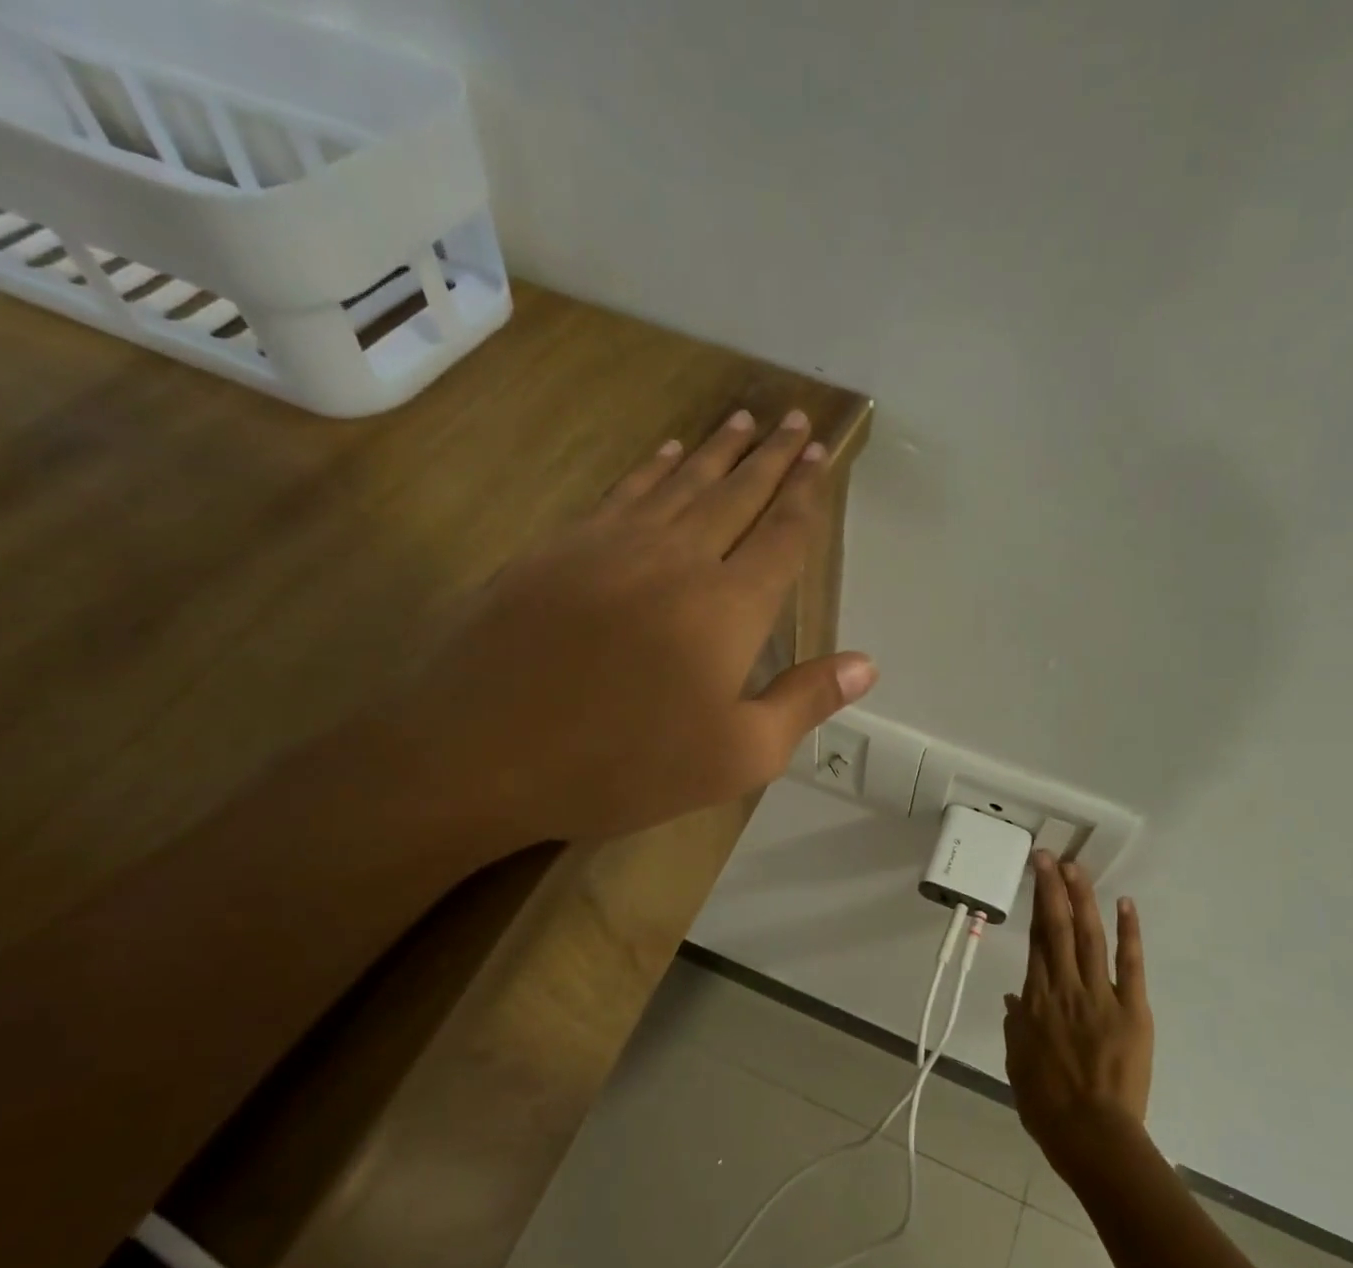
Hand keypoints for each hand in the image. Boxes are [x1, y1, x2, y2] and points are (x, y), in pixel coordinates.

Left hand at [379, 407, 875, 851]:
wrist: (485, 752)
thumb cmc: (624, 764)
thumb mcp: (737, 756)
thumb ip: (804, 702)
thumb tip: (867, 665)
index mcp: (729, 607)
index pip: (781, 536)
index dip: (805, 493)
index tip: (820, 453)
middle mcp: (679, 558)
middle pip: (736, 494)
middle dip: (770, 456)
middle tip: (794, 418)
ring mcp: (614, 545)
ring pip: (680, 482)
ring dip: (716, 450)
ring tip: (743, 420)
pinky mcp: (561, 549)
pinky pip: (621, 492)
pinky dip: (651, 468)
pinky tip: (664, 452)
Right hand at [1003, 853, 1152, 1170]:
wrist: (1093, 1136)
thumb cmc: (1048, 1105)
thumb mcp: (1018, 1063)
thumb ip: (1016, 1026)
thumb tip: (1014, 998)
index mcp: (1035, 1000)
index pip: (1035, 940)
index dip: (1035, 904)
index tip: (1037, 876)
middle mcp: (1064, 988)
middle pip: (1056, 927)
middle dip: (1053, 887)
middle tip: (1050, 855)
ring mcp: (1099, 995)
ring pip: (1088, 936)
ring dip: (1082, 899)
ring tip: (1076, 868)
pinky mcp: (1132, 1009)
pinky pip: (1129, 965)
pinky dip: (1128, 933)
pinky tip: (1125, 903)